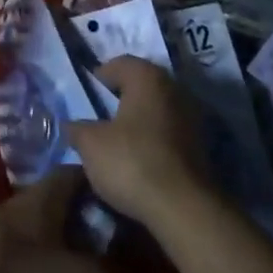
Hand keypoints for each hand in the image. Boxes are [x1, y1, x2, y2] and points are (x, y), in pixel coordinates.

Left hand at [0, 169, 109, 272]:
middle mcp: (16, 203)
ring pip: (37, 227)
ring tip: (84, 266)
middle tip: (112, 242)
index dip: (104, 186)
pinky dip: (38, 262)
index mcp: (42, 197)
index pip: (78, 173)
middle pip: (58, 201)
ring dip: (60, 242)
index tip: (126, 204)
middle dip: (85, 218)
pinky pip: (19, 251)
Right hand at [65, 58, 209, 229]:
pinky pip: (168, 131)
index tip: (86, 95)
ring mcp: (191, 116)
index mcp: (147, 77)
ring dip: (138, 119)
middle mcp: (173, 88)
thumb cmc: (132, 162)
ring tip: (117, 140)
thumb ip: (77, 128)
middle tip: (99, 116)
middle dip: (120, 98)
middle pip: (140, 85)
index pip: (119, 64)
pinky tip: (138, 157)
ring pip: (156, 109)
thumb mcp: (91, 144)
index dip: (99, 76)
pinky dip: (153, 138)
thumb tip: (71, 125)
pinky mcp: (200, 145)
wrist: (183, 207)